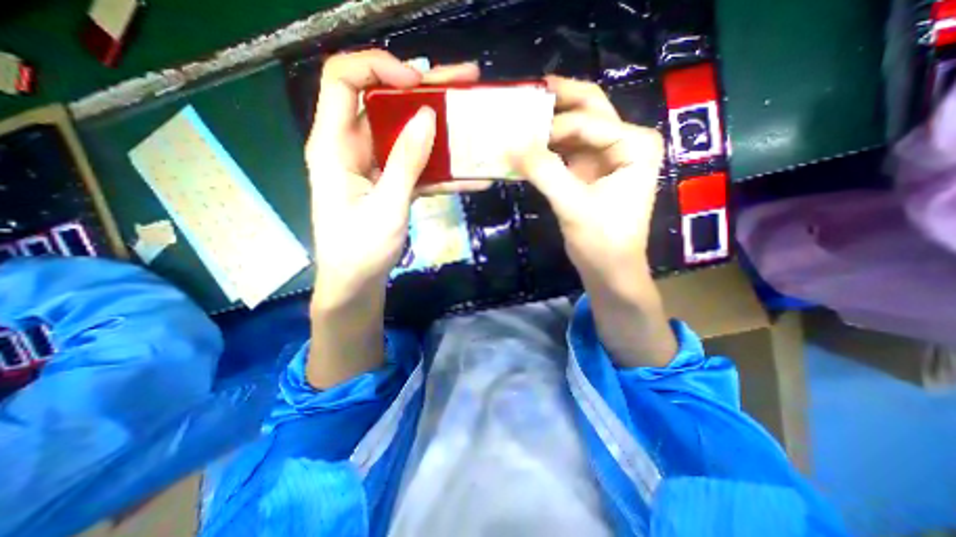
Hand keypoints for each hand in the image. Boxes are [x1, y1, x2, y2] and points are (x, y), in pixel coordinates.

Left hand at [305, 51, 482, 310]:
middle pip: (383, 101)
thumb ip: (405, 162)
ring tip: (472, 116)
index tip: (418, 83)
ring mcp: (374, 165)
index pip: (343, 80)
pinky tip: (471, 173)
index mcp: (334, 145)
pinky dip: (441, 167)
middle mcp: (352, 147)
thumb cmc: (362, 250)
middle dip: (423, 90)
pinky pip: (416, 164)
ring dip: (439, 126)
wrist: (357, 282)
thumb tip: (426, 116)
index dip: (378, 68)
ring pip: (405, 132)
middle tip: (463, 83)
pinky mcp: (391, 181)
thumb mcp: (386, 206)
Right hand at [511, 78, 662, 287]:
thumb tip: (512, 145)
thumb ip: (545, 173)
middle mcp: (625, 142)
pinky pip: (567, 149)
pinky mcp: (590, 171)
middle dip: (559, 99)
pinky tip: (529, 145)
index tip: (518, 135)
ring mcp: (607, 156)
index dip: (552, 126)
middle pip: (590, 108)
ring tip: (521, 119)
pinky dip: (548, 146)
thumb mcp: (573, 206)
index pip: (588, 122)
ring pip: (576, 127)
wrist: (609, 269)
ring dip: (550, 123)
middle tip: (526, 93)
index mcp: (634, 145)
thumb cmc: (602, 241)